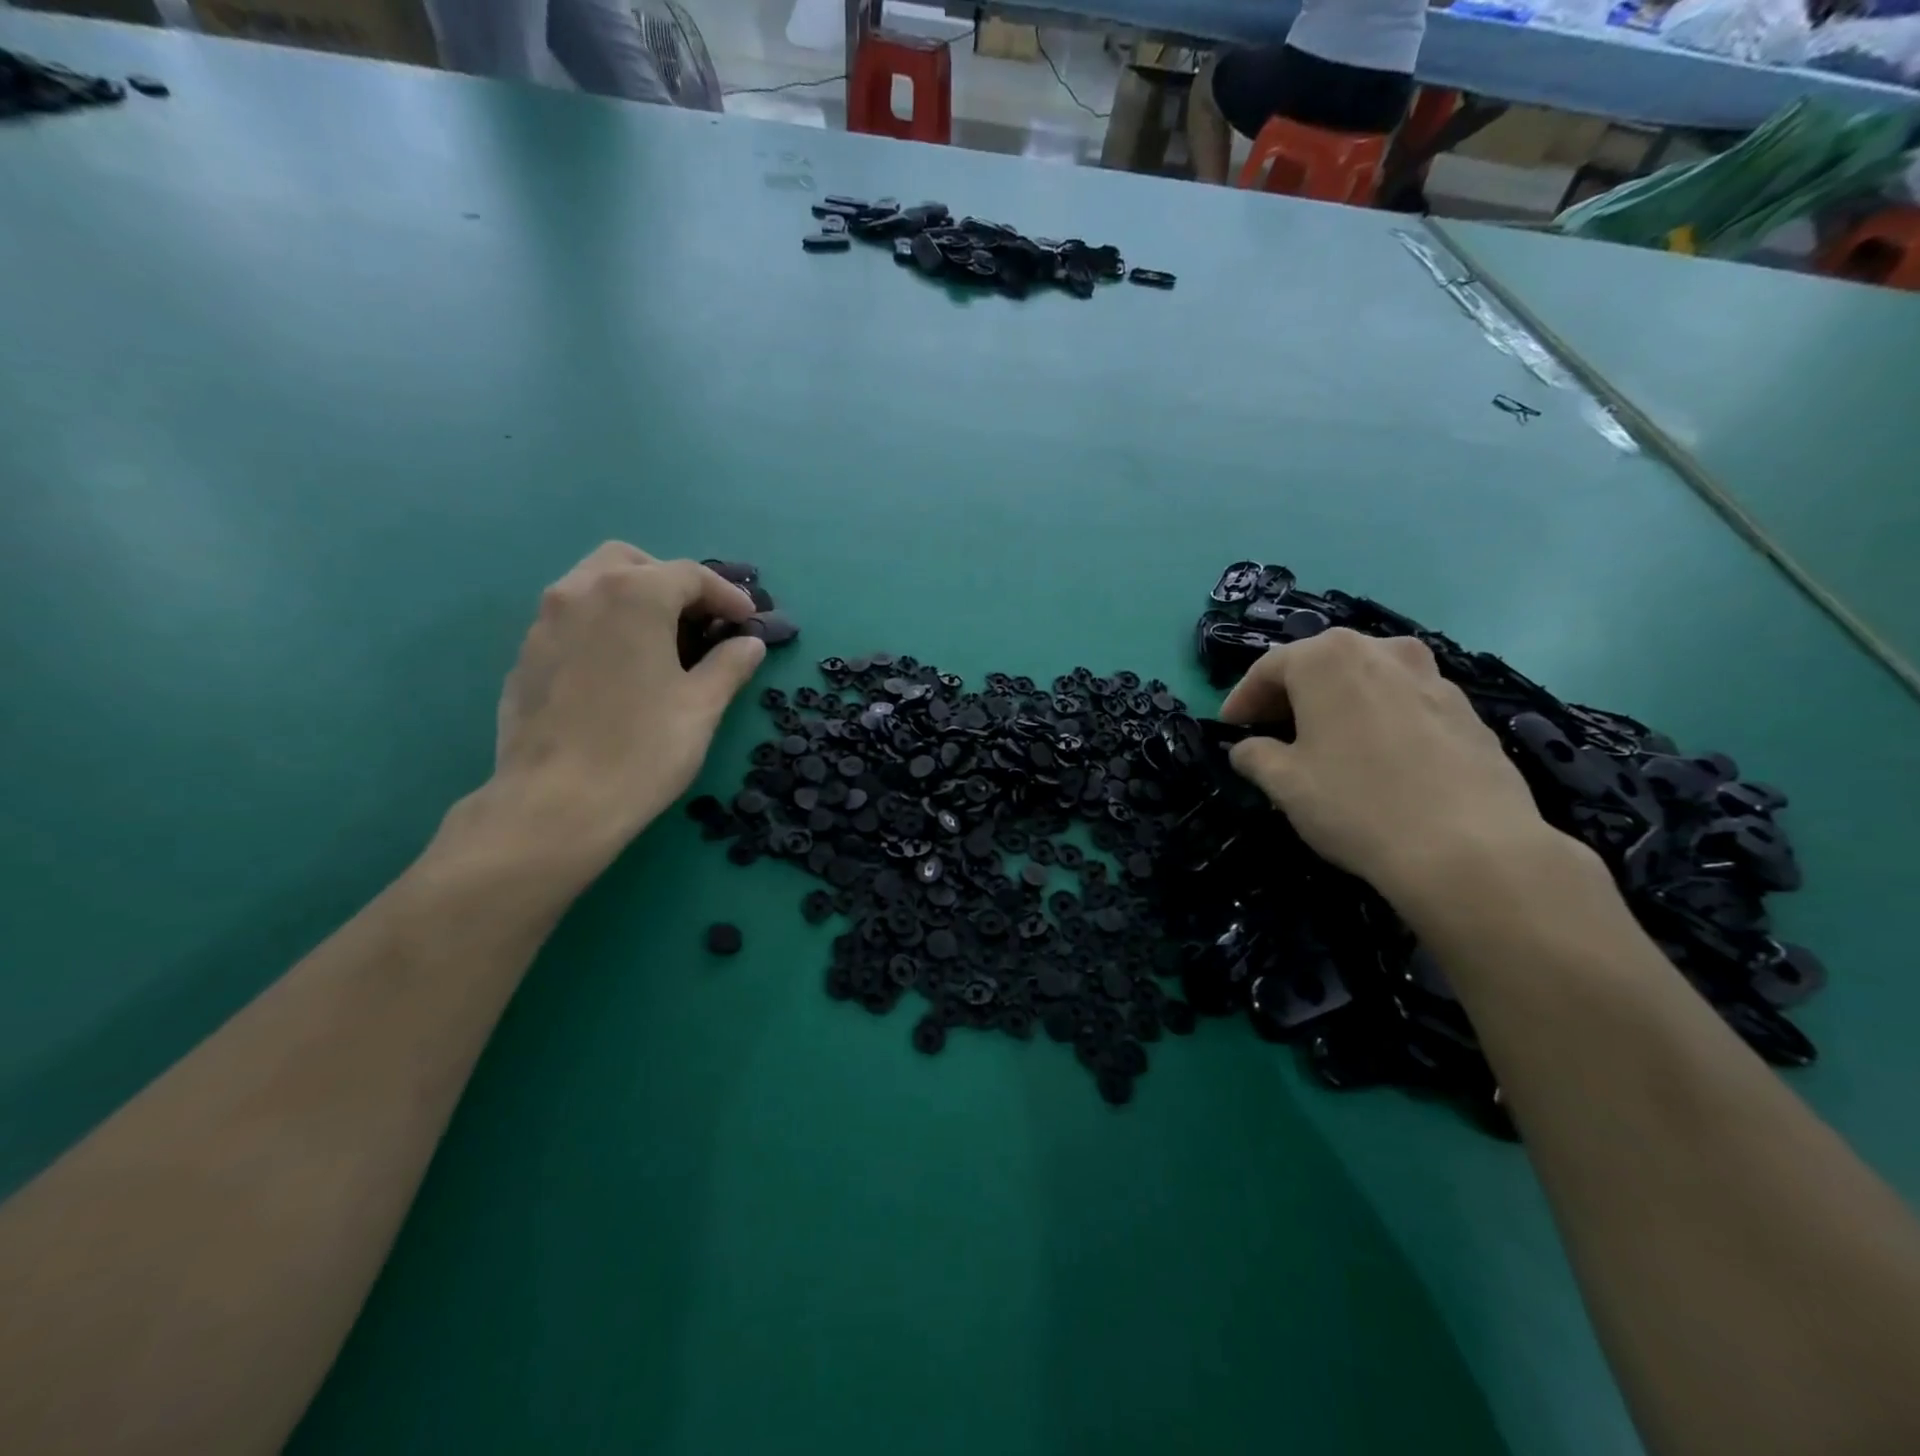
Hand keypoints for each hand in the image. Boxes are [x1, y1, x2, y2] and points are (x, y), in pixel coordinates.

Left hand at [480, 543, 764, 875]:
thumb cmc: (642, 749)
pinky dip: (603, 624)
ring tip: (661, 640)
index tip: (748, 622)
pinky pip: (571, 619)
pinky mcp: (525, 655)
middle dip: (672, 582)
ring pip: (593, 584)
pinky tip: (620, 668)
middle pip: (632, 563)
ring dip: (633, 598)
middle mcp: (582, 592)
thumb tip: (749, 644)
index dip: (727, 595)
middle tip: (700, 620)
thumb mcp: (702, 706)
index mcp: (633, 595)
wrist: (555, 805)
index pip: (688, 575)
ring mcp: (544, 622)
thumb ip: (729, 665)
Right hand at [1220, 629, 1568, 914]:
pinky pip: (1402, 702)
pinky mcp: (1465, 709)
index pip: (1268, 667)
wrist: (1470, 848)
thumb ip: (1255, 756)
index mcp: (1328, 658)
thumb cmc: (1357, 804)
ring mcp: (1431, 676)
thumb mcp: (1284, 784)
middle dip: (1290, 695)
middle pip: (1320, 664)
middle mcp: (1381, 650)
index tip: (1229, 727)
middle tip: (1270, 731)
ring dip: (1337, 703)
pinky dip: (1377, 717)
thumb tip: (1248, 749)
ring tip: (1324, 742)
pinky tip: (1375, 758)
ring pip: (1366, 679)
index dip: (1242, 698)